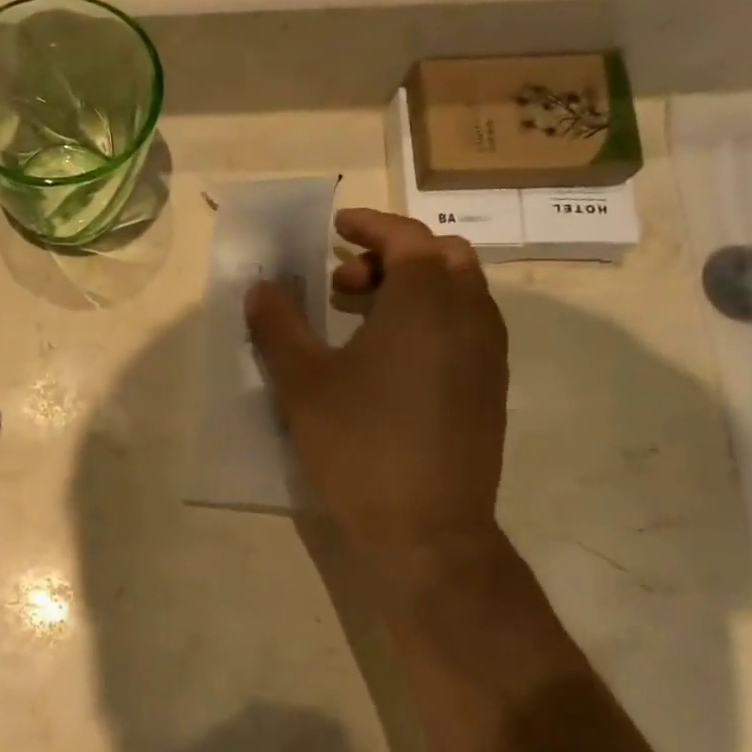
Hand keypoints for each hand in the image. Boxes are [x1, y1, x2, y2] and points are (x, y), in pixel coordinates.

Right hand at [246, 209, 507, 564]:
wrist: (426, 528)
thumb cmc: (359, 443)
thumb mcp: (303, 381)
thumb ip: (279, 325)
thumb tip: (262, 287)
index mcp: (427, 300)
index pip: (407, 236)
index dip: (369, 224)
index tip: (336, 226)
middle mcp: (470, 315)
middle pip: (443, 257)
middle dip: (393, 255)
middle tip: (344, 279)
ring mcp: (488, 355)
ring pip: (458, 294)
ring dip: (412, 288)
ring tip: (359, 319)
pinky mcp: (489, 390)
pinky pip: (464, 329)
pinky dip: (430, 320)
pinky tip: (387, 361)